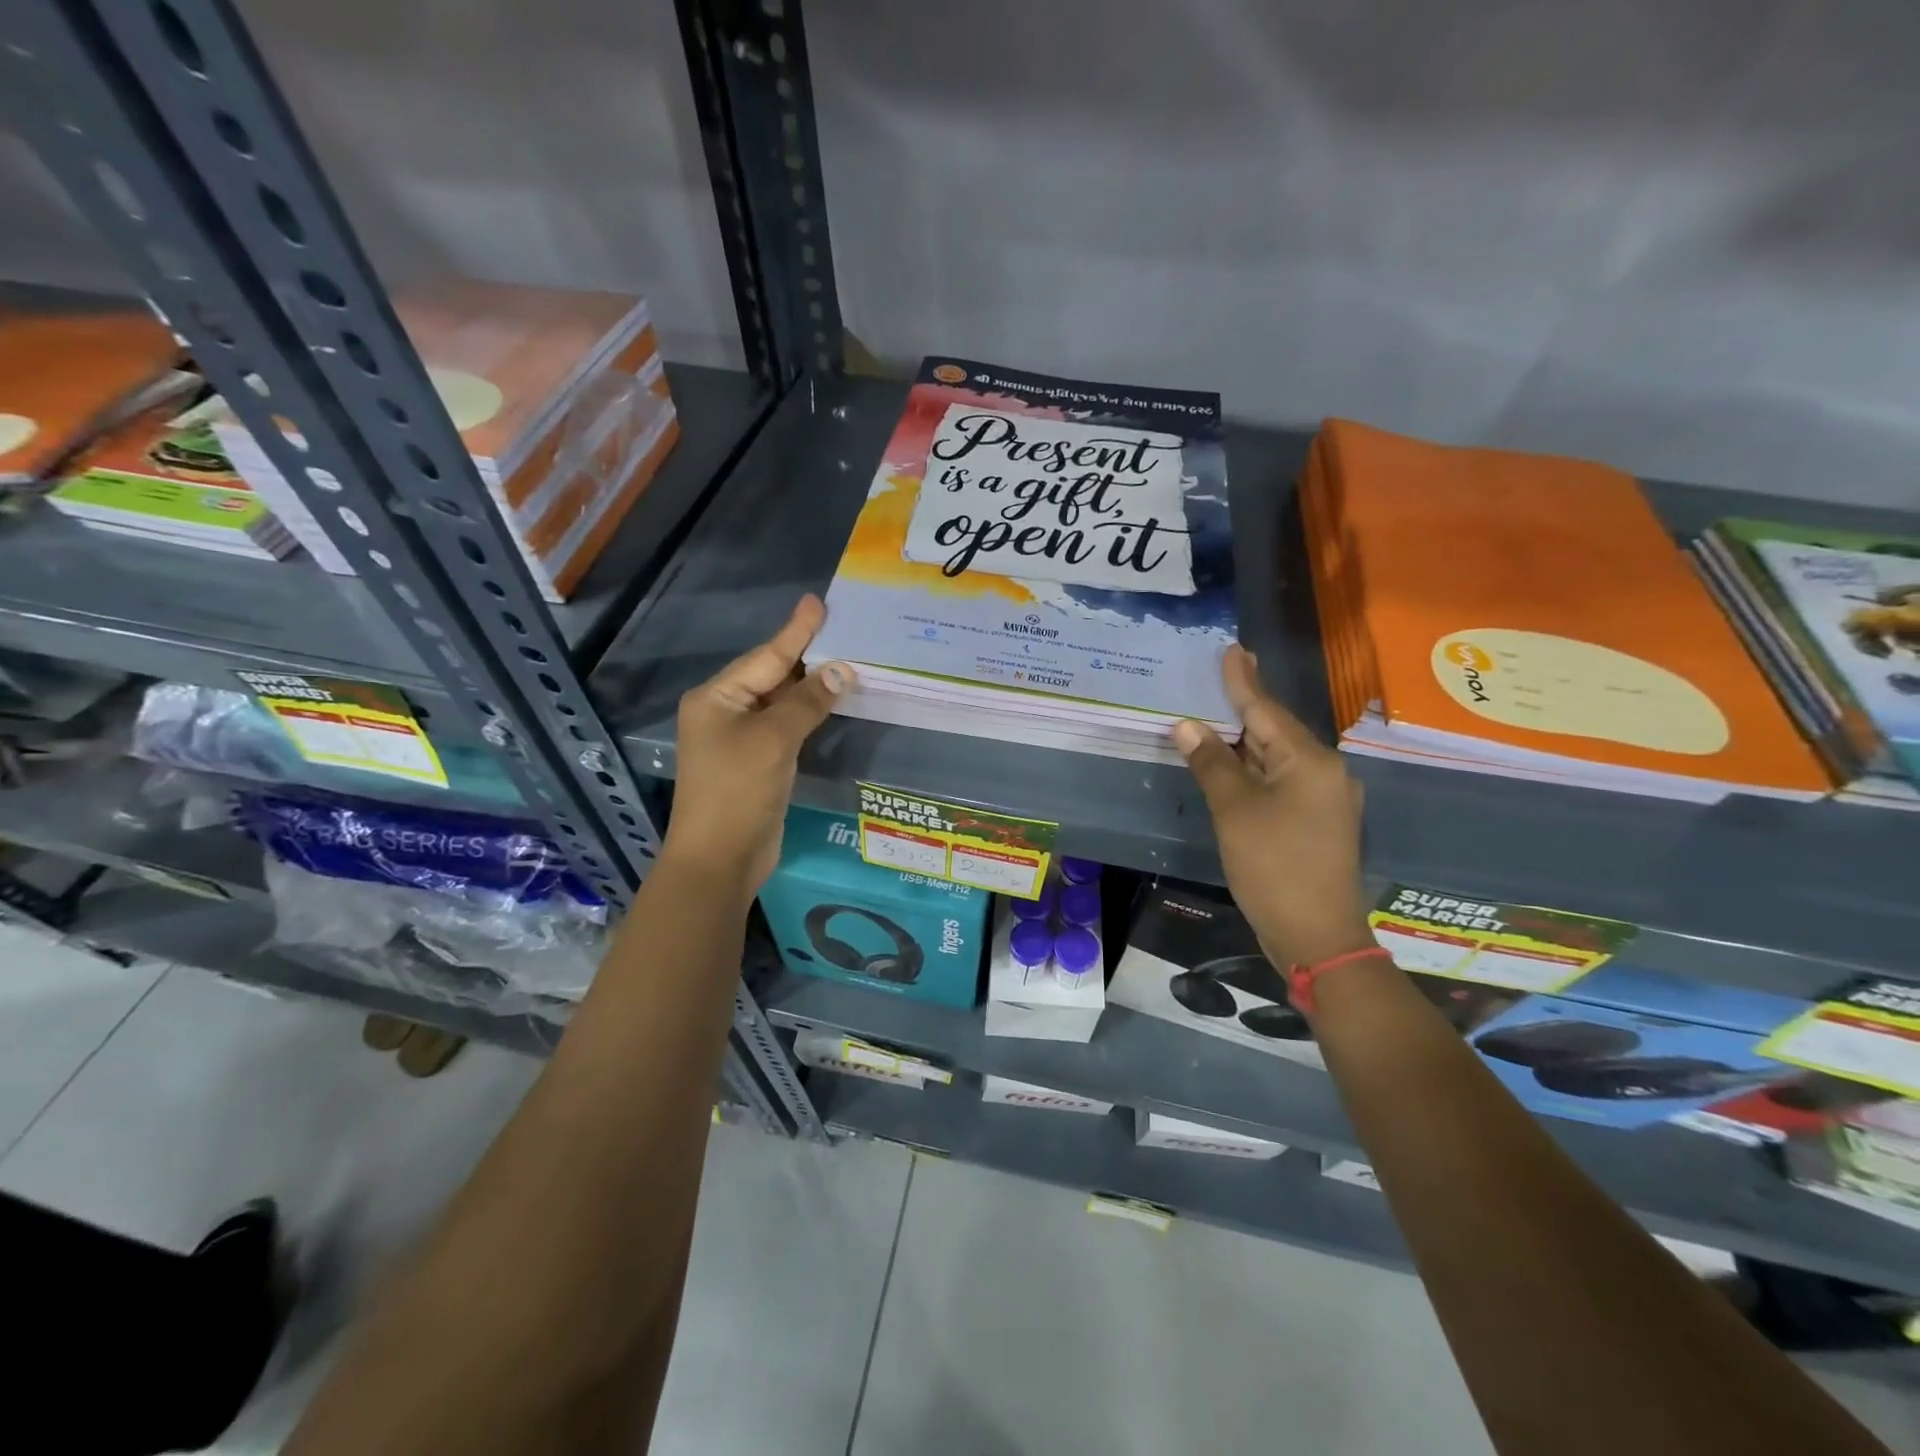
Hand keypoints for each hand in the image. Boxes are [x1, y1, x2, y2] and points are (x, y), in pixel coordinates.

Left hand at [662, 594, 851, 895]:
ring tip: (845, 660)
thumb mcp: (774, 739)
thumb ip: (808, 701)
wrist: (720, 858)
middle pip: (772, 675)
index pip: (766, 656)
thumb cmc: (738, 790)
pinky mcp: (757, 763)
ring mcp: (740, 739)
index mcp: (717, 698)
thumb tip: (843, 669)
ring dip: (811, 686)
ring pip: (781, 702)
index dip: (796, 631)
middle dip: (806, 655)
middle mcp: (725, 712)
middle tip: (842, 629)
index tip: (819, 603)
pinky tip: (831, 702)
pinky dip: (809, 714)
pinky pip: (786, 727)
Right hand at [1172, 645, 1372, 967]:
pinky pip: (1281, 781)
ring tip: (1214, 718)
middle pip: (1275, 731)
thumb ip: (1211, 764)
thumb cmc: (1274, 868)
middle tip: (1214, 680)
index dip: (1243, 680)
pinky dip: (1252, 770)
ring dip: (1244, 742)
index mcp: (1310, 762)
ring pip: (1277, 758)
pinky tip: (1231, 766)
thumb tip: (1187, 725)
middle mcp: (1325, 772)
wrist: (1317, 937)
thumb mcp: (1235, 812)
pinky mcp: (1316, 822)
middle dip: (1242, 709)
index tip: (1232, 649)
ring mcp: (1324, 800)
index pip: (1266, 710)